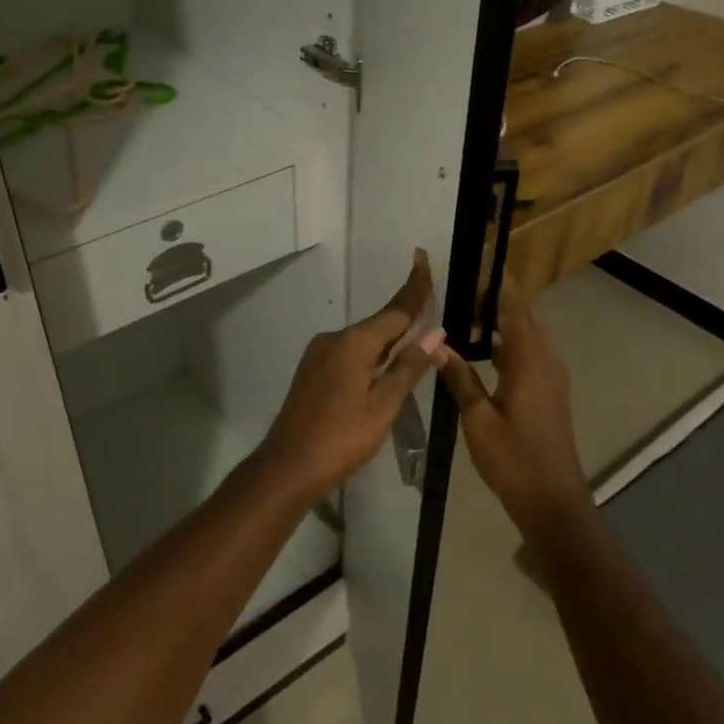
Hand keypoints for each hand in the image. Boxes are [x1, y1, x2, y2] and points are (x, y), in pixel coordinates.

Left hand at [256, 250, 441, 496]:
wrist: (288, 465)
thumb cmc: (341, 438)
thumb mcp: (384, 405)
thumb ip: (408, 367)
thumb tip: (434, 332)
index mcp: (354, 343)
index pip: (394, 310)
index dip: (414, 288)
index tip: (423, 258)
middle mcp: (334, 339)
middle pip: (379, 324)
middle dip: (405, 318)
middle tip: (431, 307)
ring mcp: (318, 355)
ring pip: (363, 341)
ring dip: (388, 341)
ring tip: (415, 344)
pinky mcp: (312, 371)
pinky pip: (349, 354)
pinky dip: (370, 355)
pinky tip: (382, 369)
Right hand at [434, 277, 592, 533]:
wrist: (552, 501)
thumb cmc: (513, 459)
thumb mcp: (478, 418)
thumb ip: (459, 376)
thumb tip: (437, 342)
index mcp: (531, 361)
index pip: (514, 309)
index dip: (497, 284)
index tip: (478, 260)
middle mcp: (546, 361)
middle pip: (524, 316)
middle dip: (498, 296)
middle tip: (464, 281)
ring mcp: (550, 377)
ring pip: (527, 335)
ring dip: (503, 318)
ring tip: (467, 306)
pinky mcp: (548, 392)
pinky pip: (528, 353)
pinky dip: (507, 340)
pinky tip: (482, 346)